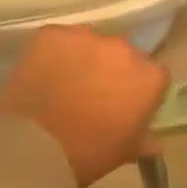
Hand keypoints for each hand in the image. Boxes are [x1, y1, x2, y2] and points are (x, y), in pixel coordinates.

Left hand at [0, 25, 170, 187]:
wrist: (33, 147)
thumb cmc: (87, 155)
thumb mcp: (123, 153)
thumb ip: (143, 140)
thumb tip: (153, 141)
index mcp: (149, 77)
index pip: (153, 75)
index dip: (138, 90)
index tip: (124, 106)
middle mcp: (123, 47)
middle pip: (122, 54)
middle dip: (111, 70)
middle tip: (92, 94)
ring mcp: (87, 36)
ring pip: (90, 42)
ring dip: (83, 58)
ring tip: (64, 83)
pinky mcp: (53, 33)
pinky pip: (59, 39)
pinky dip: (54, 52)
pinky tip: (43, 73)